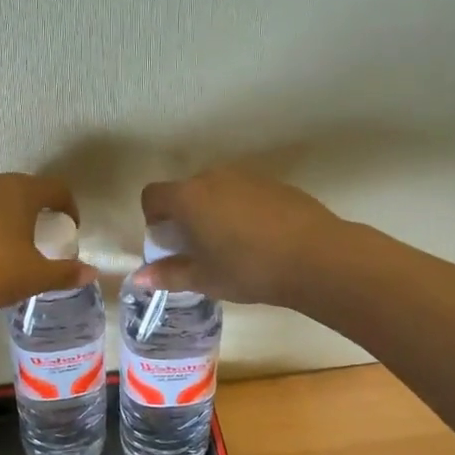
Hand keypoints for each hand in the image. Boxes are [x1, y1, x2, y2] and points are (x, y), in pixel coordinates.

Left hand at [0, 172, 95, 323]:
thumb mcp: (35, 277)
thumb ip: (66, 273)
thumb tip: (91, 272)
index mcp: (20, 191)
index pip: (56, 188)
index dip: (70, 207)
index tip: (71, 228)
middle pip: (26, 189)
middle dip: (39, 209)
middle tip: (45, 235)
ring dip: (11, 215)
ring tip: (14, 244)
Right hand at [138, 168, 342, 305]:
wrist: (316, 256)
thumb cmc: (248, 269)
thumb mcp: (204, 278)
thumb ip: (168, 275)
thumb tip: (138, 278)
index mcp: (188, 197)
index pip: (153, 196)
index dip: (152, 218)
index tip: (167, 243)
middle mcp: (213, 177)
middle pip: (185, 191)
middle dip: (184, 216)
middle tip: (198, 248)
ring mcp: (246, 176)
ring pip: (216, 190)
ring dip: (213, 212)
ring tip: (230, 246)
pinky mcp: (274, 183)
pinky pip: (244, 193)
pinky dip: (241, 210)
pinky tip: (259, 239)